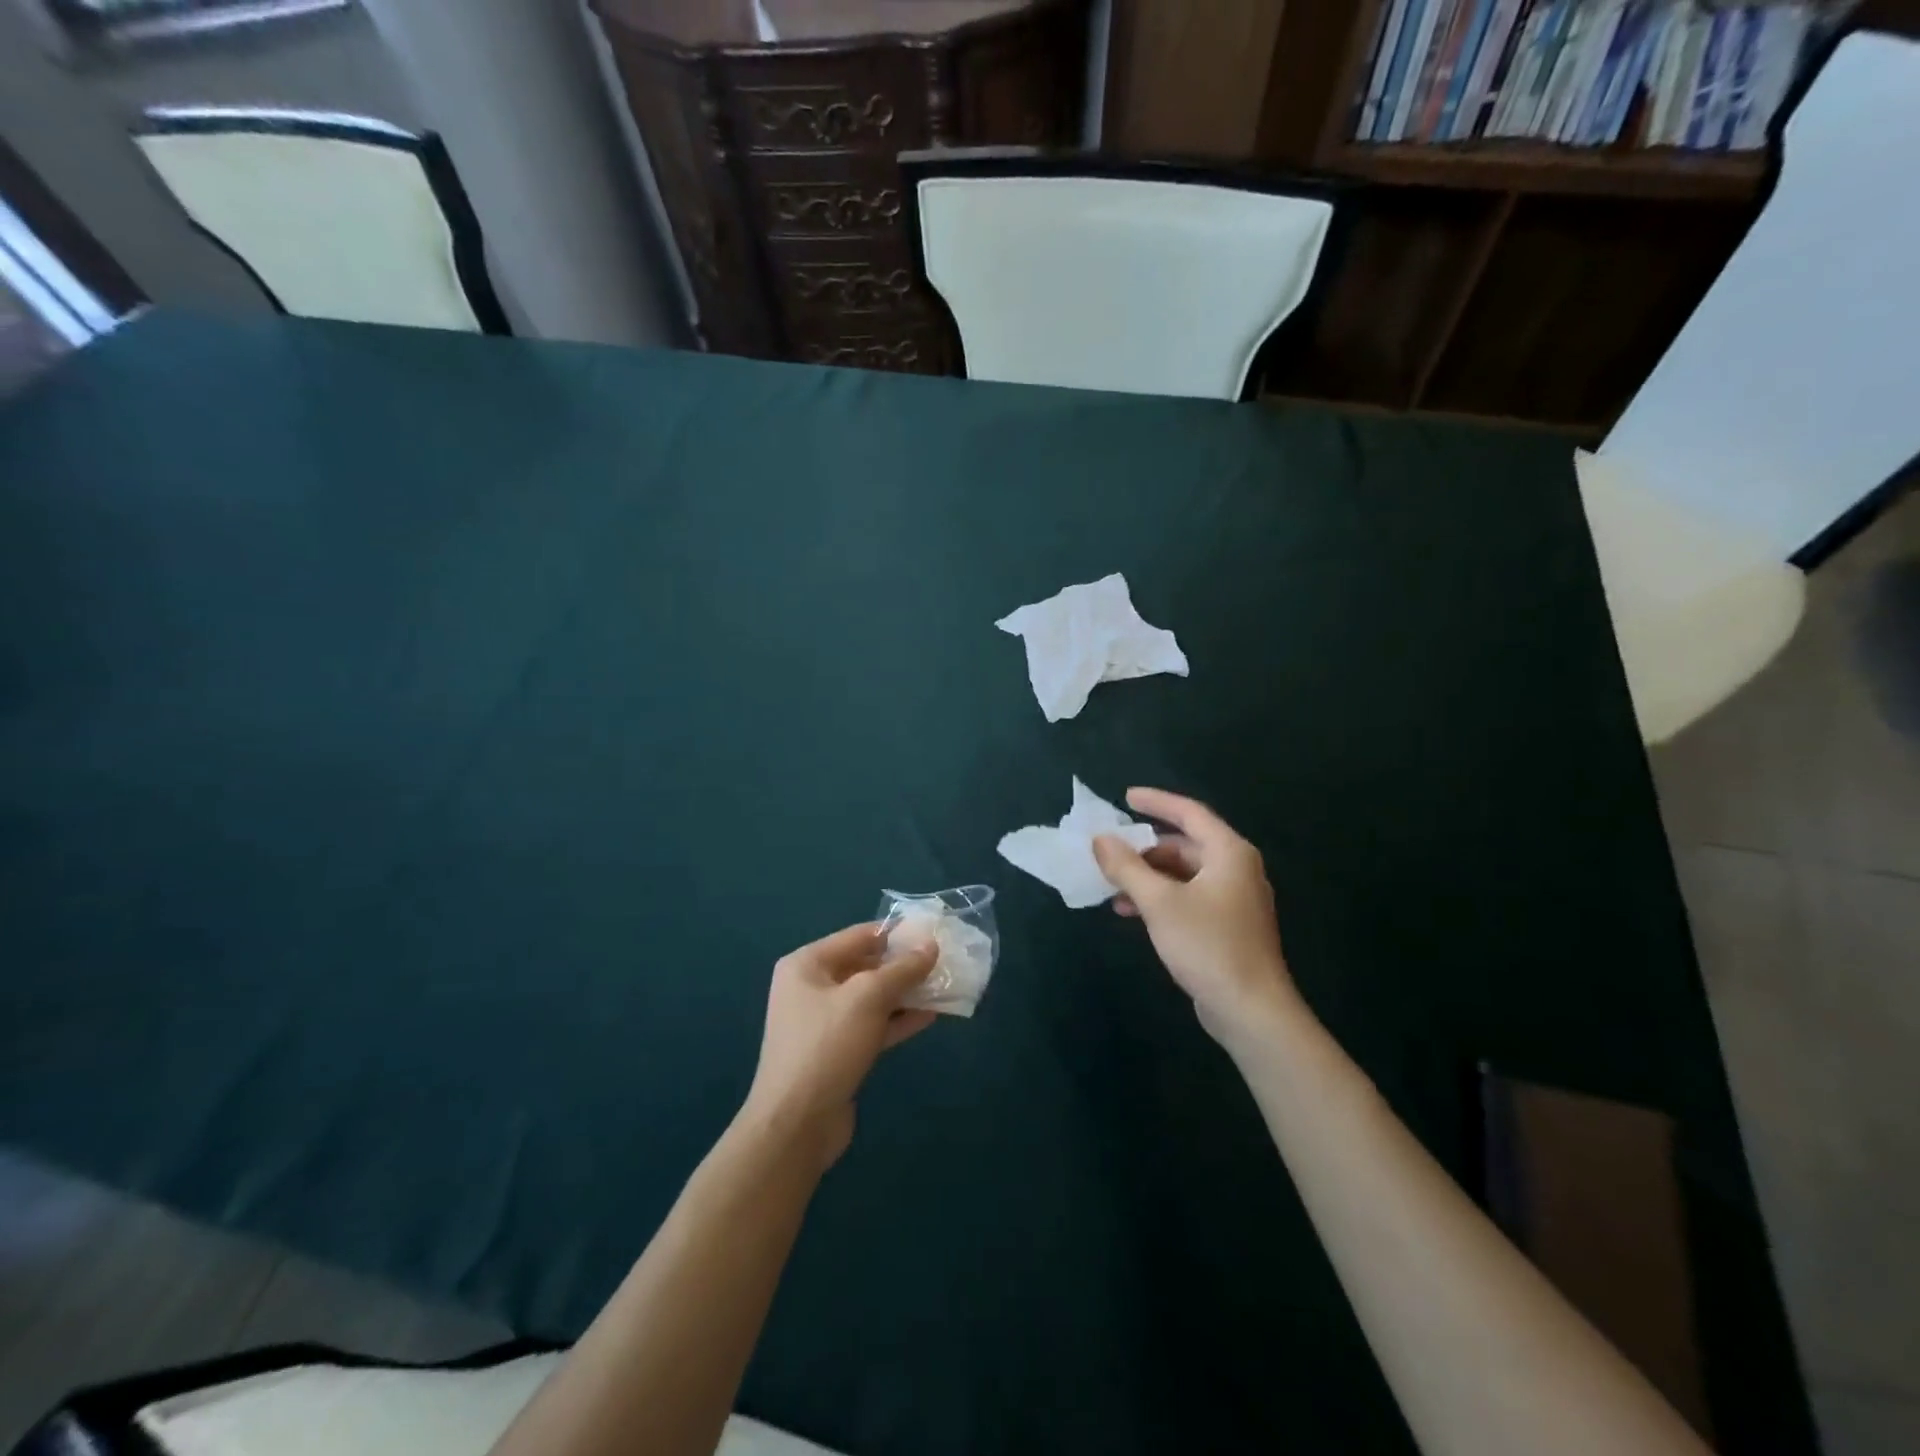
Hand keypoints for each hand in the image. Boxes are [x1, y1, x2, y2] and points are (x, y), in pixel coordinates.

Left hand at [744, 922, 937, 1167]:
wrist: (796, 1125)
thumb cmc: (827, 1046)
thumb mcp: (868, 998)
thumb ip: (902, 969)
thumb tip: (930, 945)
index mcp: (807, 964)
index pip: (859, 936)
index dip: (897, 933)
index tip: (933, 932)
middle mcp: (811, 987)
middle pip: (865, 966)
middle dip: (904, 965)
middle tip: (944, 961)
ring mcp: (823, 1022)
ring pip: (872, 998)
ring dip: (906, 993)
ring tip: (944, 986)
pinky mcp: (837, 1052)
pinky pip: (872, 1025)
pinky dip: (898, 1020)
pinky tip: (931, 1016)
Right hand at [1092, 788, 1300, 1048]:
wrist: (1251, 1010)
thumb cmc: (1207, 945)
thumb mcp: (1159, 902)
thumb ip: (1127, 867)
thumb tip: (1100, 839)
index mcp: (1229, 853)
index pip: (1189, 813)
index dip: (1156, 801)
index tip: (1125, 797)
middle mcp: (1236, 869)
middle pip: (1185, 844)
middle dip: (1145, 848)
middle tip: (1111, 851)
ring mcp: (1234, 899)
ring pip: (1184, 874)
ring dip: (1148, 876)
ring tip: (1113, 885)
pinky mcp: (1228, 926)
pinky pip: (1188, 897)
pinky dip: (1161, 898)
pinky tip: (1132, 912)